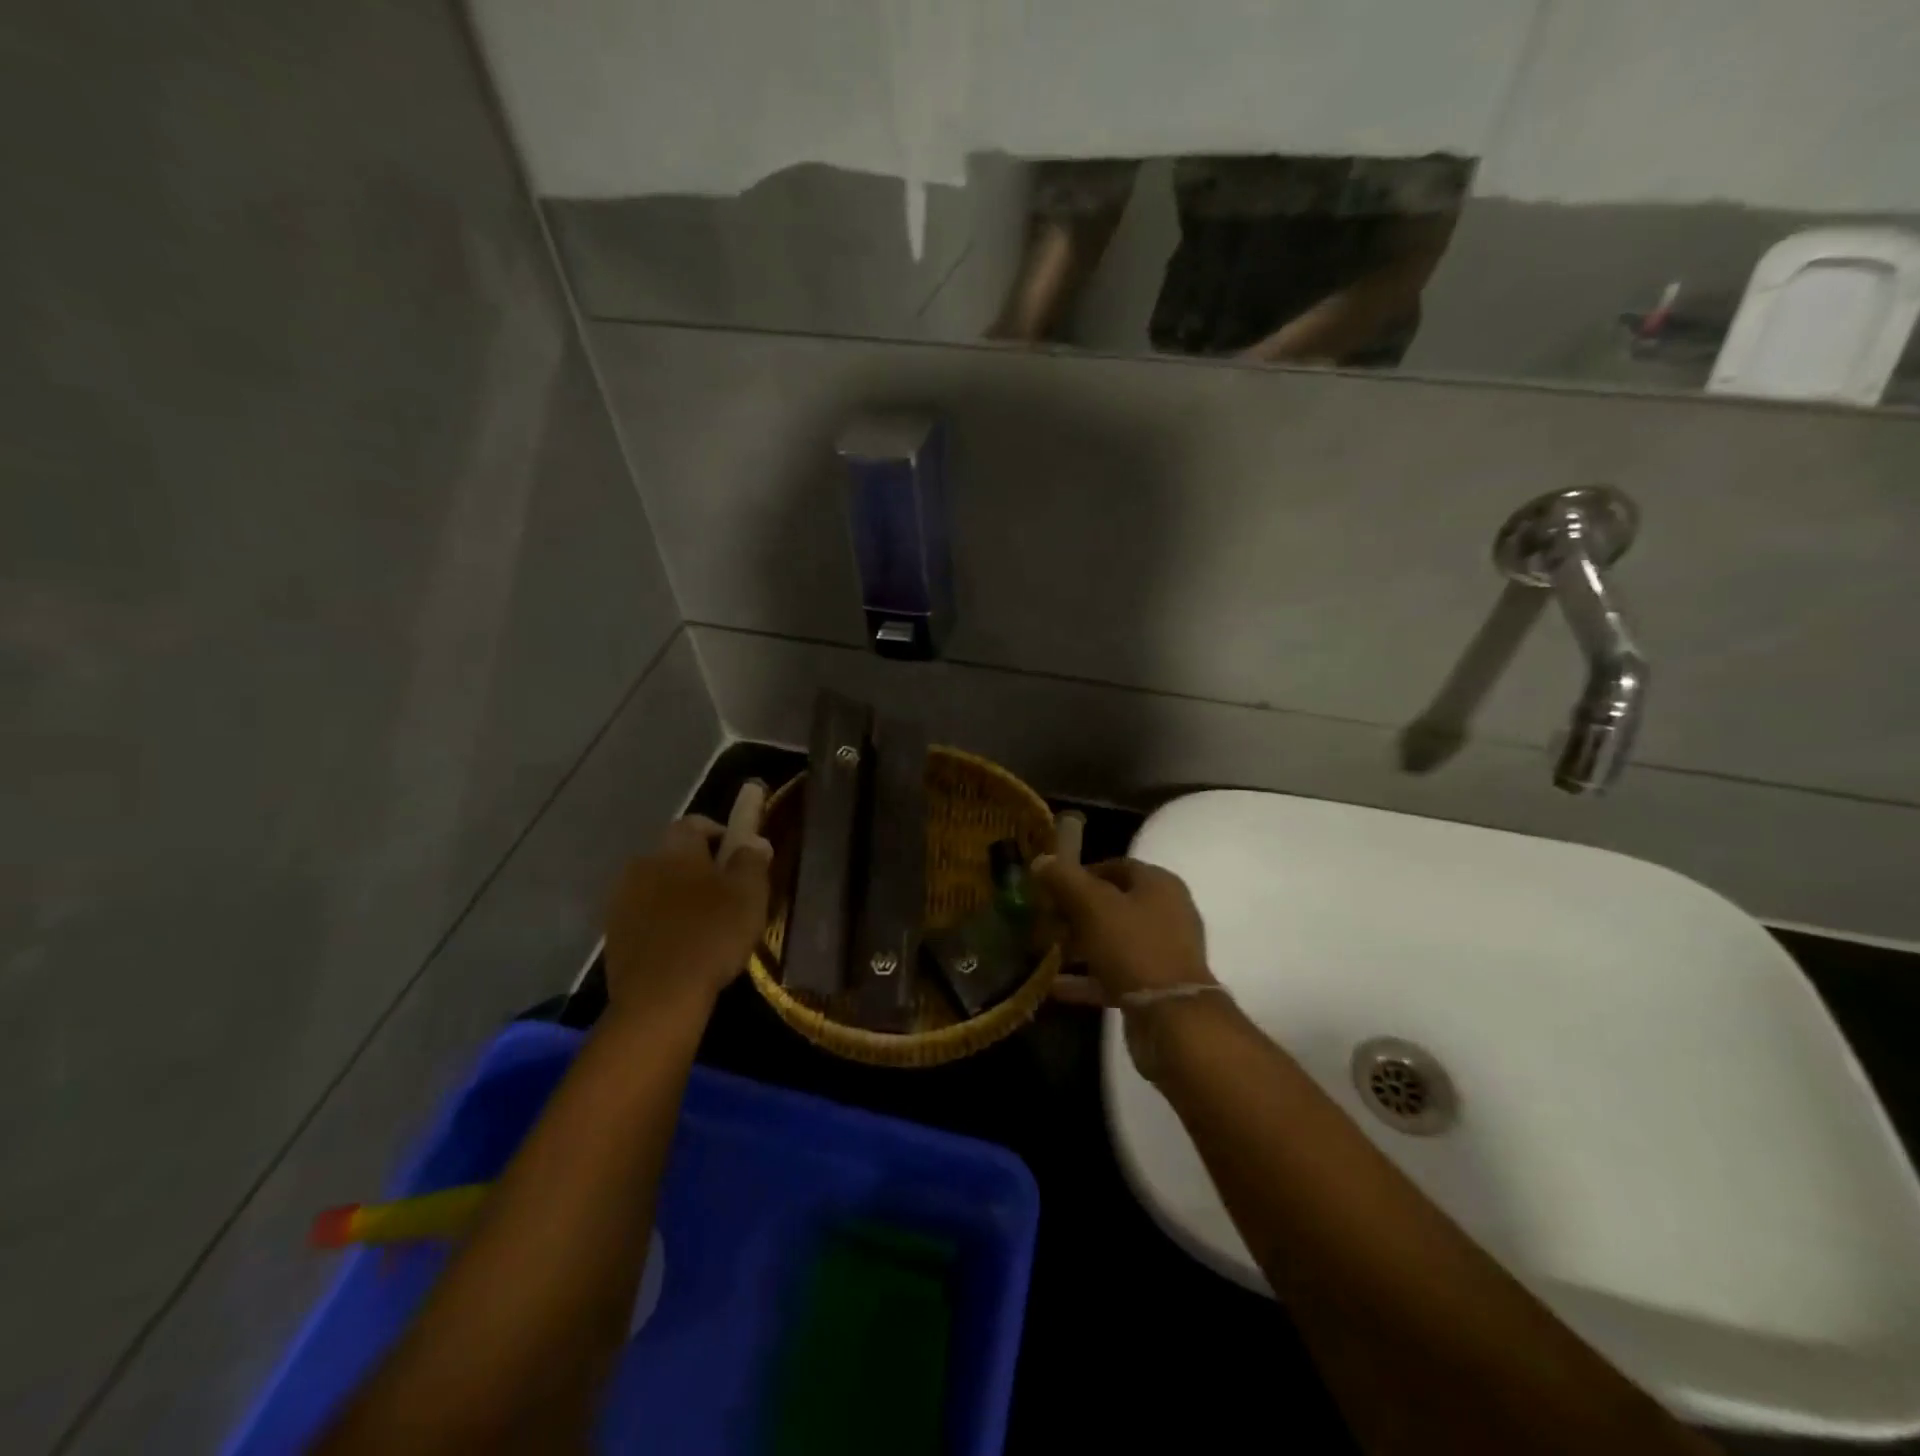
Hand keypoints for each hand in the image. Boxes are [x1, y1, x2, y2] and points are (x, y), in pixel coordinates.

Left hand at [603, 816, 771, 1018]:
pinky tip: (681, 945)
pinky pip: (644, 914)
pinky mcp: (613, 933)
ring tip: (704, 922)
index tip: (740, 855)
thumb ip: (752, 860)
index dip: (721, 833)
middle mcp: (643, 863)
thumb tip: (754, 840)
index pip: (696, 823)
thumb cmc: (712, 935)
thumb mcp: (749, 894)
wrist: (659, 997)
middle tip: (727, 892)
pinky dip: (662, 921)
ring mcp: (622, 899)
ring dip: (678, 894)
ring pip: (658, 884)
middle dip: (699, 866)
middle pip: (675, 854)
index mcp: (676, 848)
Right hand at [1032, 856, 1214, 998]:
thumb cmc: (1133, 947)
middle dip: (1075, 912)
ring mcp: (1162, 952)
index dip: (1080, 873)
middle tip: (1044, 920)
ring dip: (1078, 946)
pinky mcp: (1155, 987)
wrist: (1172, 1018)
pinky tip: (1055, 986)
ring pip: (1112, 940)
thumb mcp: (1092, 906)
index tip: (1048, 886)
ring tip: (1044, 952)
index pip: (1115, 867)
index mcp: (1158, 884)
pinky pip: (1114, 974)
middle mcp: (1166, 913)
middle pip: (1112, 904)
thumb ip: (1065, 879)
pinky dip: (1086, 978)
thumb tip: (1041, 860)